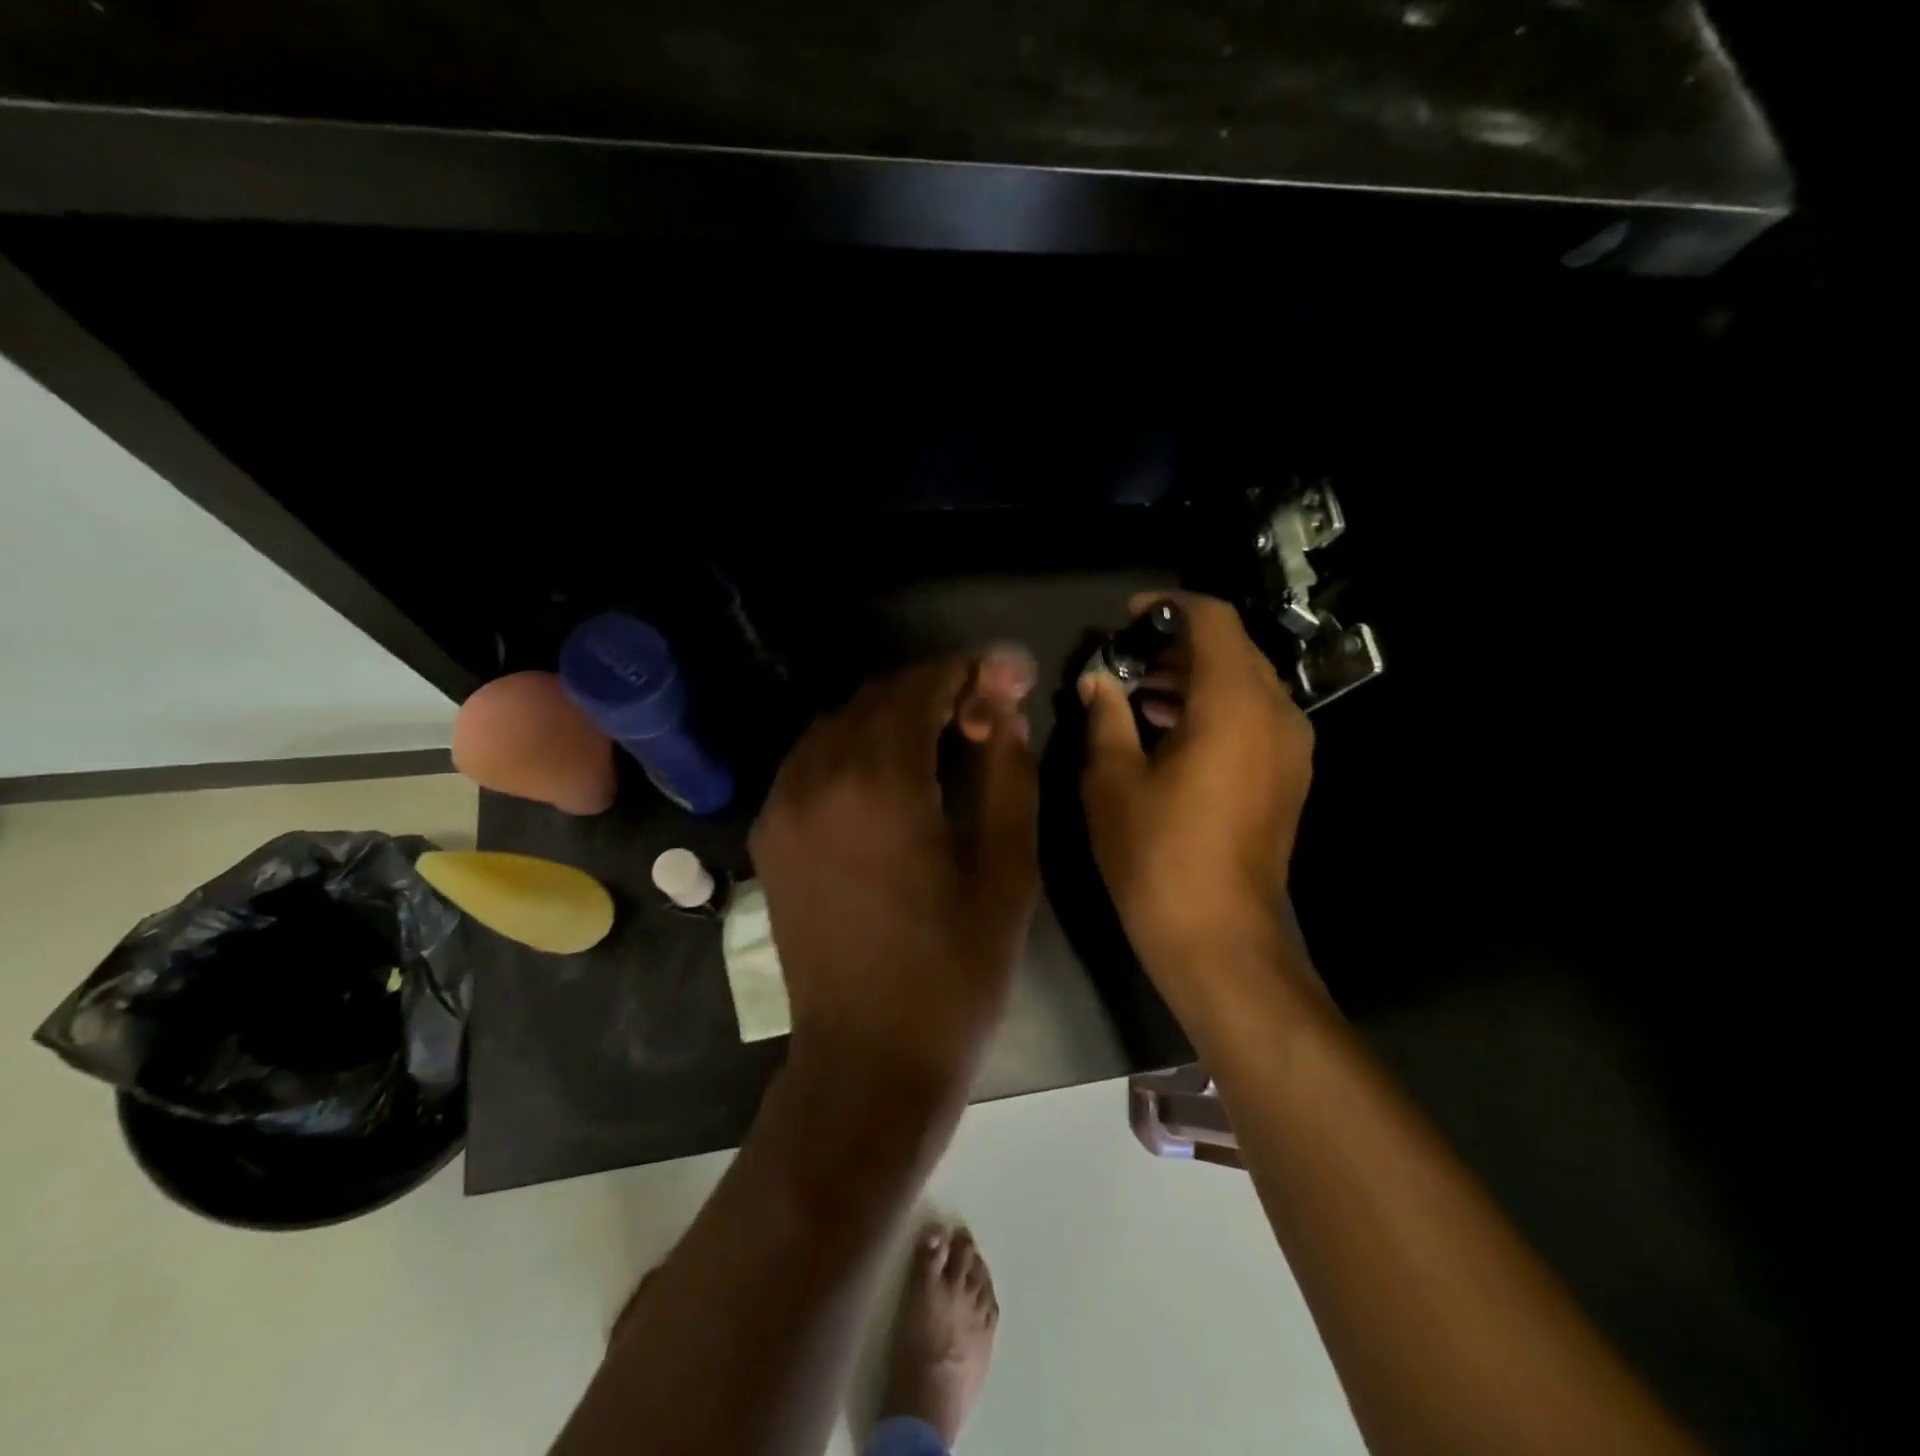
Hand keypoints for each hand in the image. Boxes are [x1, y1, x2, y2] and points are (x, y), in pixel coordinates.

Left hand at [750, 649, 1038, 1093]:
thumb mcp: (1006, 870)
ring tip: (941, 739)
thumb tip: (1003, 710)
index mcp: (878, 784)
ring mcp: (782, 806)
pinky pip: (810, 760)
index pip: (919, 688)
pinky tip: (889, 775)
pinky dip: (853, 746)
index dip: (965, 671)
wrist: (868, 1058)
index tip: (1004, 676)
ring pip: (838, 724)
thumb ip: (1007, 774)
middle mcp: (817, 779)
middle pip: (875, 698)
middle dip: (932, 690)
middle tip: (981, 712)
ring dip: (891, 715)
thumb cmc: (954, 970)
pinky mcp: (770, 836)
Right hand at [1079, 593, 1313, 984]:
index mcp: (1234, 703)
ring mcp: (1291, 747)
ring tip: (1141, 694)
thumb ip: (1106, 715)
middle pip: (1233, 648)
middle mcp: (1276, 713)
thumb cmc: (1155, 854)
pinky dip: (1215, 707)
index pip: (1213, 620)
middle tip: (1126, 659)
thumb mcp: (1112, 779)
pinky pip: (1255, 716)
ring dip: (1195, 676)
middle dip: (1178, 644)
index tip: (1127, 618)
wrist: (1218, 936)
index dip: (1168, 607)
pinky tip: (1171, 731)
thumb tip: (1098, 680)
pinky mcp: (1289, 776)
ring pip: (1246, 683)